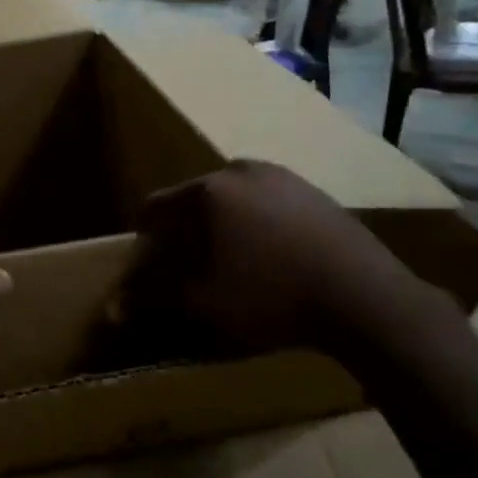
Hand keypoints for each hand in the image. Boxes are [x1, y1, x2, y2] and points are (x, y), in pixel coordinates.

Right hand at [120, 161, 422, 360]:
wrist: (363, 296)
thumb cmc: (271, 298)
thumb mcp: (205, 304)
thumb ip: (155, 299)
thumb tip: (114, 307)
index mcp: (206, 192)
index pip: (155, 206)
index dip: (144, 233)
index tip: (145, 255)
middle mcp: (239, 170)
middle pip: (194, 197)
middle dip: (185, 226)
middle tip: (187, 259)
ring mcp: (281, 176)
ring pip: (233, 196)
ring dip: (222, 222)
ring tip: (230, 257)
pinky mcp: (313, 190)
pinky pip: (267, 201)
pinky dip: (257, 221)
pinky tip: (270, 253)